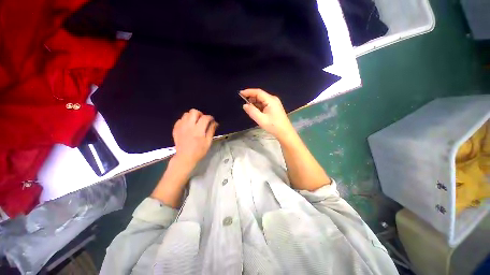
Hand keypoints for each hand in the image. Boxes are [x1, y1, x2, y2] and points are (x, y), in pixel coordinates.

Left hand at [172, 109, 217, 167]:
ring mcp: (181, 127)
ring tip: (195, 122)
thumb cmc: (199, 151)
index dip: (210, 117)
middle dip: (200, 114)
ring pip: (186, 114)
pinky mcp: (175, 129)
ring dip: (192, 116)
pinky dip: (185, 120)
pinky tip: (188, 126)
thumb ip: (211, 130)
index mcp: (198, 130)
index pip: (205, 118)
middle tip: (202, 120)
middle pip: (194, 112)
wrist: (185, 157)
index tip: (212, 120)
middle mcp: (189, 126)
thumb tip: (215, 122)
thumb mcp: (208, 142)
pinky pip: (180, 119)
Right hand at [241, 89, 295, 138]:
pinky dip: (258, 106)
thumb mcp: (261, 119)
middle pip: (260, 95)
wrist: (285, 132)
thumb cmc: (273, 126)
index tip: (240, 93)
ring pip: (262, 100)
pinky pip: (264, 104)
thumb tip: (245, 105)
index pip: (258, 92)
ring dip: (255, 103)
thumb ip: (252, 111)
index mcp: (270, 100)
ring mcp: (274, 103)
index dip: (249, 92)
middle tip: (244, 104)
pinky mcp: (274, 107)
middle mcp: (273, 99)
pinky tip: (255, 111)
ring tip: (249, 109)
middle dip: (251, 98)